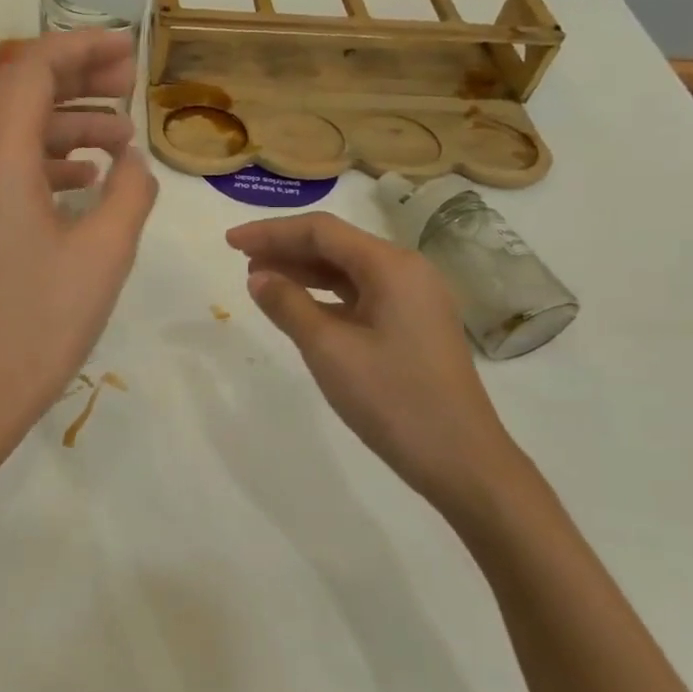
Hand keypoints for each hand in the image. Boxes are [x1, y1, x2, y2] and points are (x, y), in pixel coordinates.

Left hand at [0, 31, 158, 465]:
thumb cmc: (40, 322)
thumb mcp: (105, 253)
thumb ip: (130, 192)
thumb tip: (132, 162)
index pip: (34, 69)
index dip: (83, 48)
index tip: (128, 50)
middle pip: (19, 90)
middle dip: (76, 78)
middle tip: (129, 84)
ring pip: (12, 129)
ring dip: (65, 122)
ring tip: (121, 137)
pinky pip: (4, 166)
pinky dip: (46, 158)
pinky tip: (86, 178)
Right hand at [225, 211, 530, 515]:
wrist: (462, 460)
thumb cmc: (392, 399)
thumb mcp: (329, 350)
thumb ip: (288, 305)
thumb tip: (258, 276)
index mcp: (392, 266)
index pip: (322, 231)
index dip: (271, 232)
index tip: (230, 241)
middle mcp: (407, 272)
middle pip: (336, 246)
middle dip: (286, 248)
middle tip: (239, 259)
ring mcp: (414, 300)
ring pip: (348, 271)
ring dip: (303, 271)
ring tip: (260, 280)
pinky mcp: (413, 326)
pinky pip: (361, 296)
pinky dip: (325, 296)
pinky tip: (299, 307)